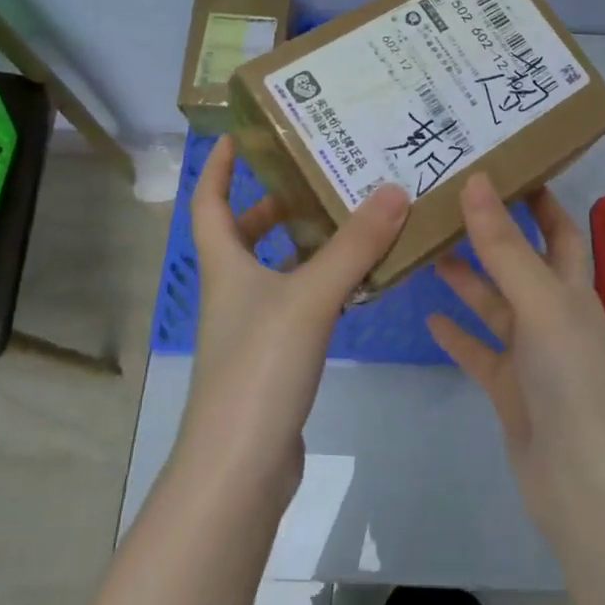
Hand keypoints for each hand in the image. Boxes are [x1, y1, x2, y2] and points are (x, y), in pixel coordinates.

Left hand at [180, 136, 410, 504]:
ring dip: (305, 245)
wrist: (239, 470)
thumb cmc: (259, 369)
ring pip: (276, 271)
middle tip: (319, 177)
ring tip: (351, 221)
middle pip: (243, 235)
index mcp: (225, 266)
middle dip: (274, 204)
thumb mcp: (309, 298)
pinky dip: (322, 286)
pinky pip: (299, 305)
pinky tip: (358, 284)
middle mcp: (233, 292)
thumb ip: (354, 246)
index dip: (220, 168)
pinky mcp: (274, 360)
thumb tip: (395, 189)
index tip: (241, 135)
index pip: (210, 203)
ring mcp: (252, 329)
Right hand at [427, 175, 604, 547]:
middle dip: (490, 234)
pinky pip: (478, 353)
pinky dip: (457, 335)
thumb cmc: (573, 381)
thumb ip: (505, 246)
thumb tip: (477, 181)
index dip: (539, 197)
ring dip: (466, 279)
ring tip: (427, 250)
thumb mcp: (541, 304)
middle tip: (446, 203)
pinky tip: (429, 320)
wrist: (585, 487)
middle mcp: (553, 315)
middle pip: (519, 262)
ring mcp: (531, 355)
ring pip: (493, 305)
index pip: (558, 228)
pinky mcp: (509, 390)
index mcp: (571, 289)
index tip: (505, 165)